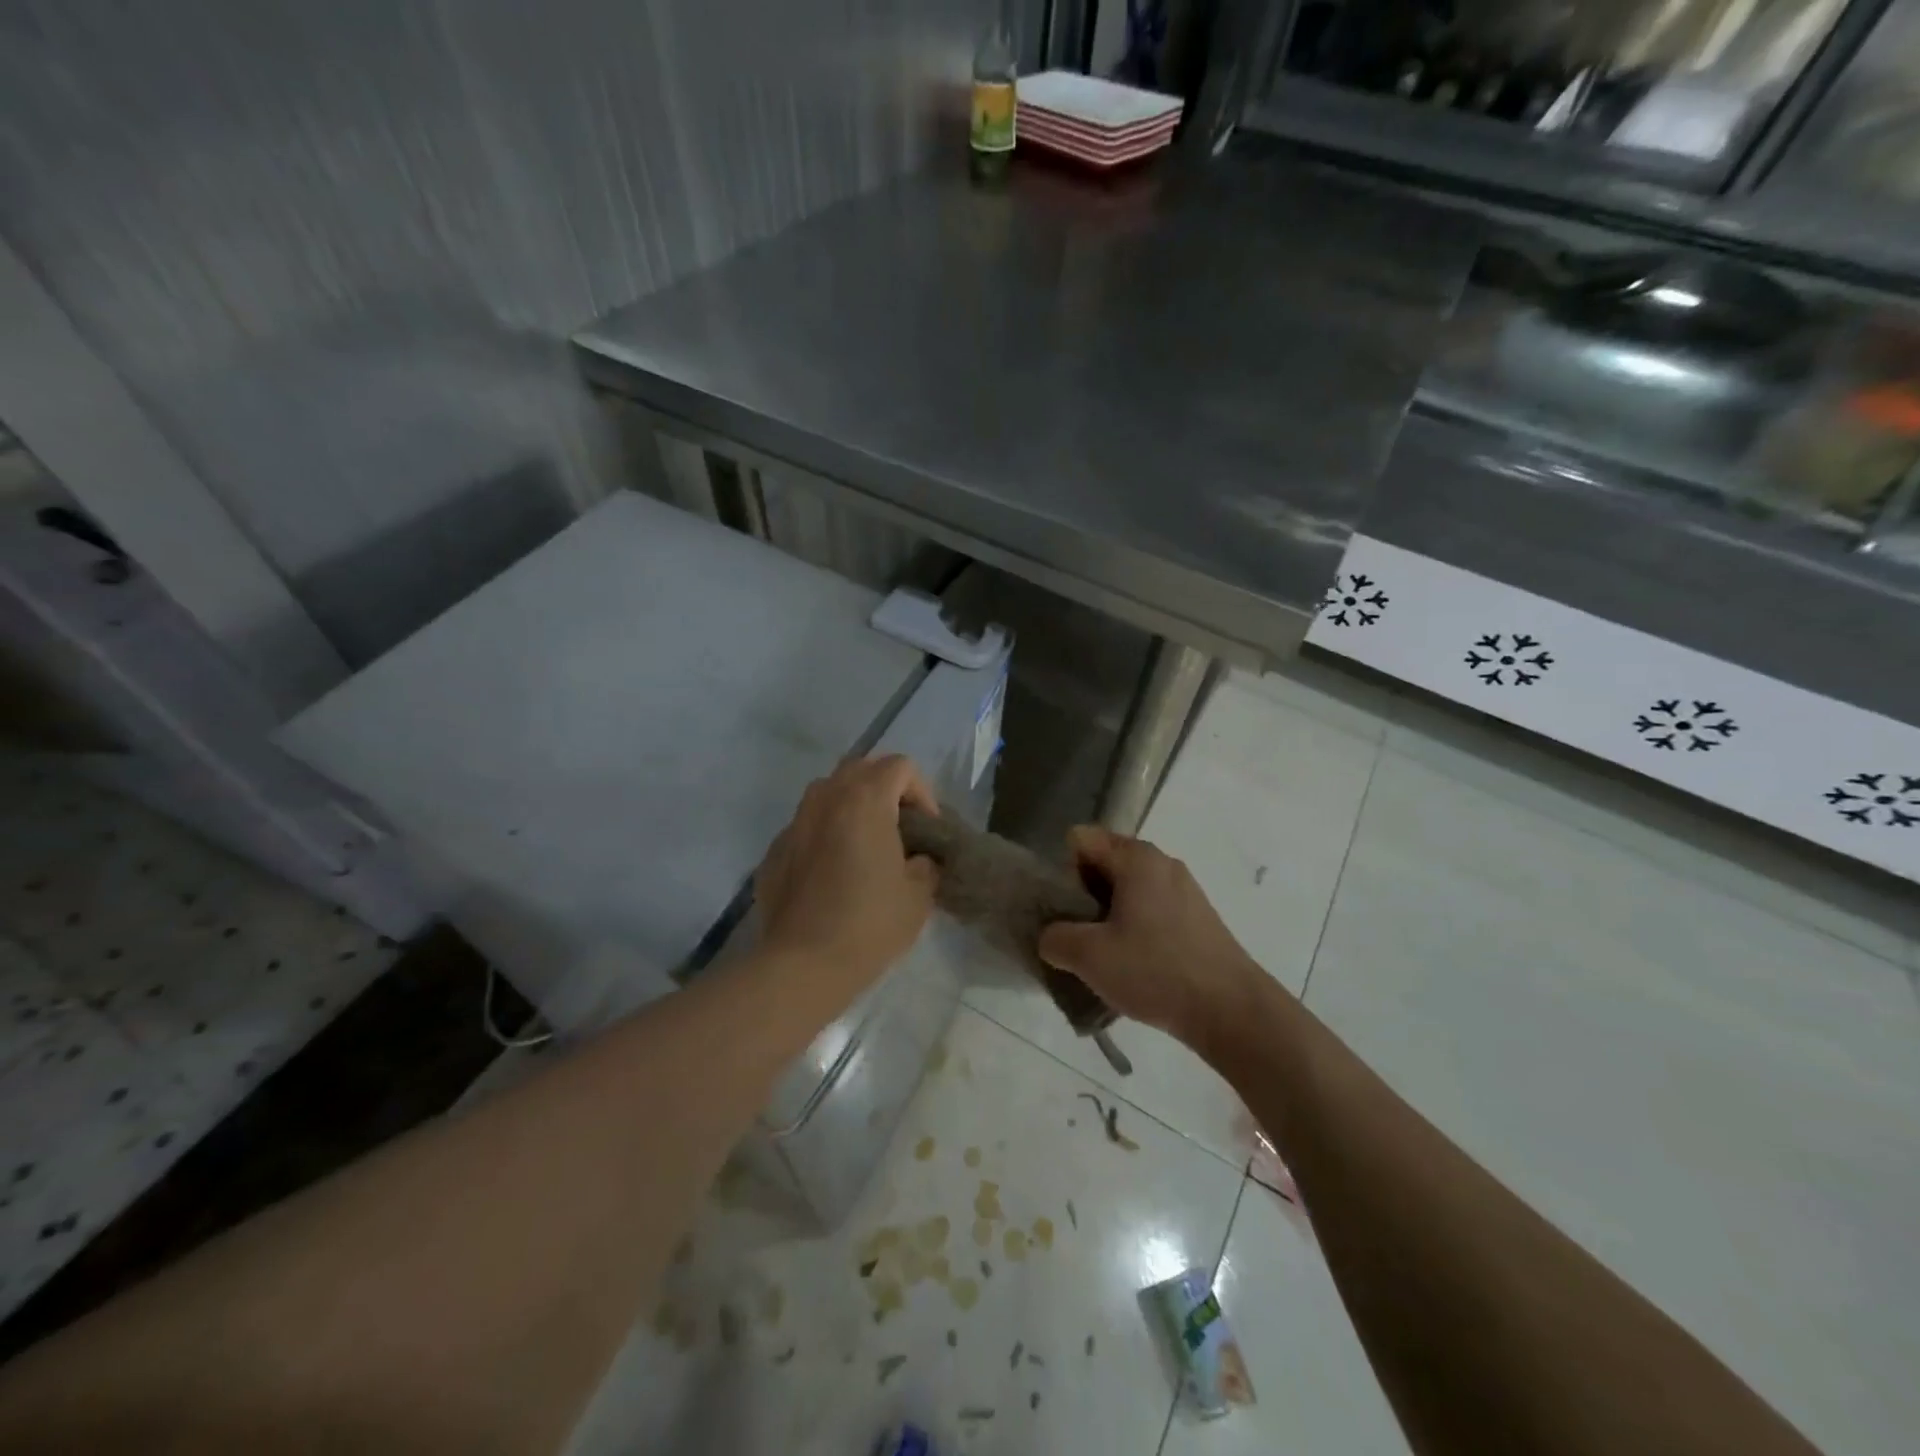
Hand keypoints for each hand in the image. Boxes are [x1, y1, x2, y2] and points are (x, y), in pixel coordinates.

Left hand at [754, 755, 939, 991]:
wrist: (803, 964)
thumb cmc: (869, 924)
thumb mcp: (919, 895)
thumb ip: (925, 863)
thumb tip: (916, 859)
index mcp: (865, 800)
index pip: (900, 767)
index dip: (922, 792)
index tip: (927, 830)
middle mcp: (825, 799)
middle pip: (860, 768)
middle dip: (885, 789)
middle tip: (899, 828)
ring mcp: (794, 823)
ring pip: (827, 793)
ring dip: (851, 806)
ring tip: (864, 845)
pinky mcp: (774, 850)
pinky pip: (805, 827)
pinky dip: (824, 835)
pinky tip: (831, 873)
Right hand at [1038, 826, 1266, 1048]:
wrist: (1232, 1010)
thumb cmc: (1156, 971)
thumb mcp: (1088, 956)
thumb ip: (1054, 938)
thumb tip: (1051, 936)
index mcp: (1136, 857)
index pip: (1080, 840)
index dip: (1063, 872)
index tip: (1065, 912)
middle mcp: (1162, 862)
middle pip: (1104, 864)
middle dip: (1083, 896)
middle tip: (1079, 937)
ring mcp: (1184, 889)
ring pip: (1128, 890)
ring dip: (1108, 917)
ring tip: (1106, 957)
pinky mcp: (1197, 917)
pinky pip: (1151, 909)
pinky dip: (1135, 929)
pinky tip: (1137, 966)